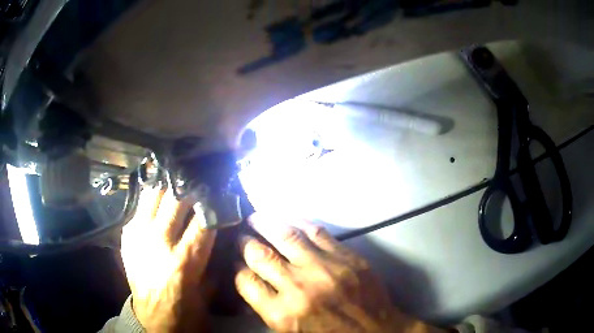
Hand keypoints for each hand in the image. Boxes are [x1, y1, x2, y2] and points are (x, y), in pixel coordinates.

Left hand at [121, 184, 215, 331]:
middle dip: (190, 187)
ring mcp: (139, 236)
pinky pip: (139, 207)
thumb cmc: (185, 309)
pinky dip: (151, 200)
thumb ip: (212, 257)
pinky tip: (159, 202)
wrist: (153, 318)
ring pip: (153, 194)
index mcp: (184, 260)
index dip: (213, 202)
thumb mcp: (208, 288)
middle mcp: (159, 242)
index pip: (203, 218)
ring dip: (167, 187)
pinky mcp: (127, 236)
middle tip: (197, 184)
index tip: (218, 194)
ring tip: (176, 185)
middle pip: (176, 198)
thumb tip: (219, 231)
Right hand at [235, 213, 443, 332]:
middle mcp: (299, 287)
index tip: (235, 262)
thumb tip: (250, 282)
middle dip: (245, 243)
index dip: (236, 269)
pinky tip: (287, 217)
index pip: (245, 281)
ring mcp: (325, 268)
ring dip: (265, 223)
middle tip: (240, 236)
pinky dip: (298, 221)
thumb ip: (268, 308)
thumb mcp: (292, 332)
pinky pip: (317, 232)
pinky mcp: (347, 257)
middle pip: (260, 255)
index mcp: (282, 314)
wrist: (377, 332)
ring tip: (255, 217)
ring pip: (285, 236)